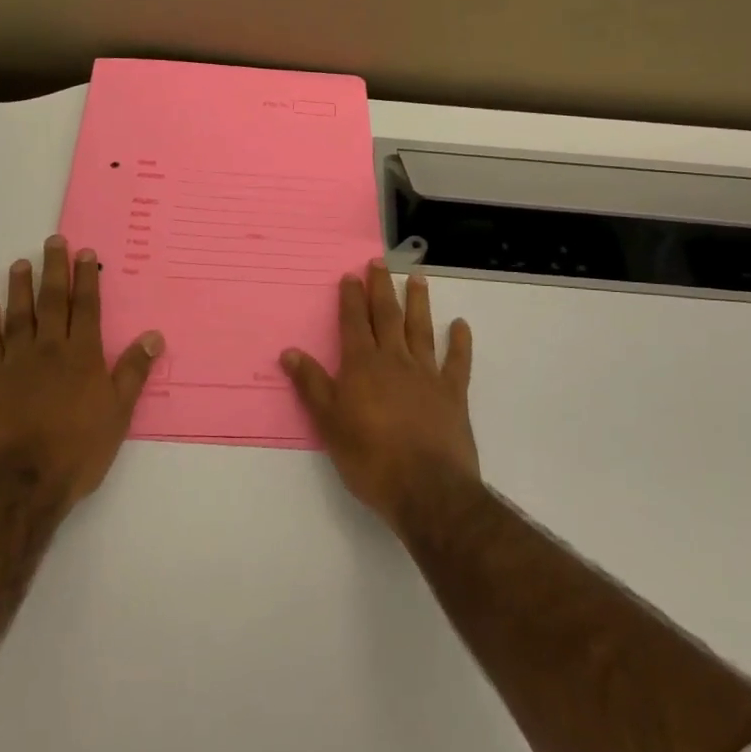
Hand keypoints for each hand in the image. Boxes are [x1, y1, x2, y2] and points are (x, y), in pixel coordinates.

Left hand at [0, 236, 163, 507]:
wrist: (21, 481)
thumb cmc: (78, 449)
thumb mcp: (118, 413)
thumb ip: (133, 371)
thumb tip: (153, 335)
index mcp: (82, 355)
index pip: (86, 307)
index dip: (87, 278)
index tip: (85, 253)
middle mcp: (49, 349)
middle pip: (52, 301)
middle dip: (55, 269)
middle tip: (53, 242)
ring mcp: (14, 362)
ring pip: (18, 315)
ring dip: (20, 288)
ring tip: (20, 264)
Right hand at [280, 260, 476, 530]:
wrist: (426, 488)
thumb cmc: (369, 457)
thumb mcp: (329, 423)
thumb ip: (311, 385)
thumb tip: (289, 352)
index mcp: (362, 365)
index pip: (353, 322)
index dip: (351, 298)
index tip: (351, 274)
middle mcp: (395, 360)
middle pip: (387, 316)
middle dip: (381, 288)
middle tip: (380, 262)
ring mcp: (427, 374)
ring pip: (421, 329)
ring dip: (419, 302)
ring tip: (418, 278)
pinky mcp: (453, 393)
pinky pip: (457, 361)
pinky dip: (460, 342)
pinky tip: (461, 325)